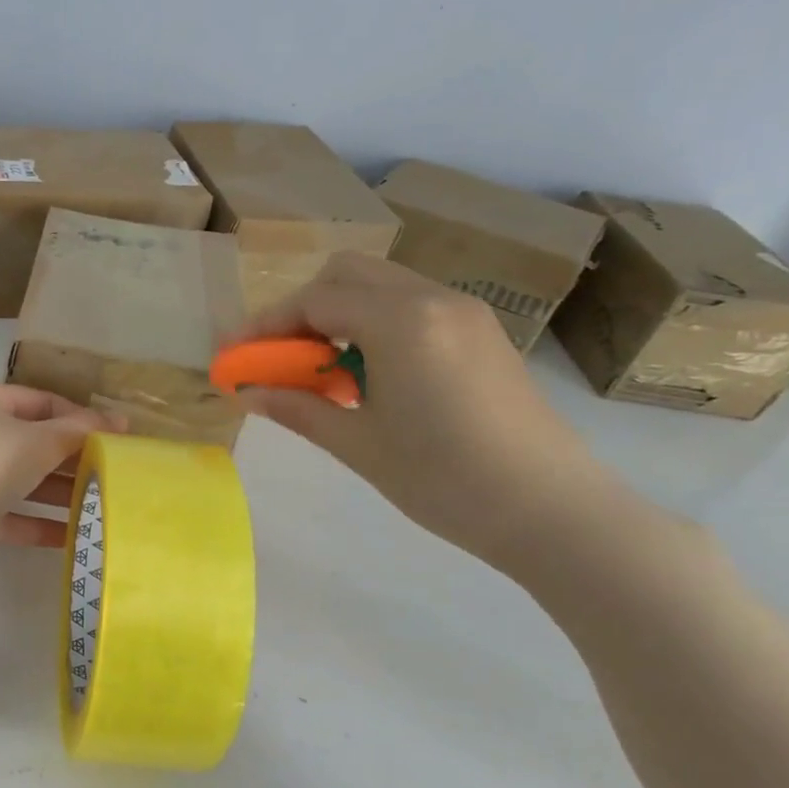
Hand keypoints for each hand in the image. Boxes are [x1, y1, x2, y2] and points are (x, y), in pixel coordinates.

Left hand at [0, 382, 121, 630]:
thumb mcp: (36, 442)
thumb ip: (78, 432)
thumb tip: (118, 421)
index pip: (42, 400)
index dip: (81, 418)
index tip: (119, 439)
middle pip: (30, 440)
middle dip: (71, 459)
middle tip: (114, 477)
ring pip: (18, 478)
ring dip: (56, 493)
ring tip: (101, 508)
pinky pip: (5, 512)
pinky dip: (34, 522)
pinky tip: (70, 538)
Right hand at [233, 254, 626, 573]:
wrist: (554, 513)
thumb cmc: (445, 480)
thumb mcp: (358, 444)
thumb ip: (296, 407)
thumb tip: (247, 392)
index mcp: (401, 321)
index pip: (314, 301)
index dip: (265, 325)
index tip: (234, 354)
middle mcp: (433, 300)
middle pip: (346, 275)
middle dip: (301, 309)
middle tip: (279, 356)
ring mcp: (464, 313)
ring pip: (380, 286)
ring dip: (338, 315)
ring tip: (320, 370)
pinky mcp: (482, 334)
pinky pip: (411, 307)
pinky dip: (373, 324)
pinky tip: (367, 375)